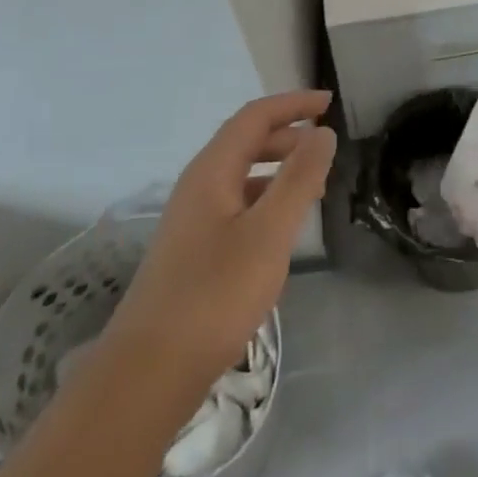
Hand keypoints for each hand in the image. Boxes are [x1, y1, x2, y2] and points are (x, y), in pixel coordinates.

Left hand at [102, 91, 336, 389]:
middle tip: (326, 148)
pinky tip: (281, 229)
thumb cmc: (214, 295)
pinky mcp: (193, 251)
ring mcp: (192, 220)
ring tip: (313, 186)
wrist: (148, 373)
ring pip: (241, 175)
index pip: (255, 116)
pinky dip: (265, 200)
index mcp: (212, 170)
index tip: (329, 103)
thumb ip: (298, 179)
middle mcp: (198, 185)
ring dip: (278, 170)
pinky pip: (236, 205)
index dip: (293, 104)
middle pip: (246, 141)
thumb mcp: (269, 233)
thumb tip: (322, 133)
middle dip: (288, 136)